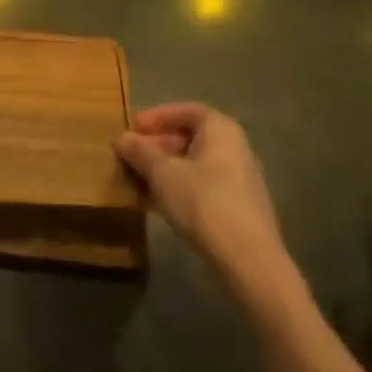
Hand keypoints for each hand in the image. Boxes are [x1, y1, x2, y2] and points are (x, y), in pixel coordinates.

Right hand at [117, 103, 298, 311]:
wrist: (249, 261)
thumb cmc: (203, 203)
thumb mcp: (162, 173)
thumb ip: (140, 151)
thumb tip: (122, 138)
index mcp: (221, 130)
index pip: (187, 111)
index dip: (158, 116)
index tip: (134, 127)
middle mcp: (235, 148)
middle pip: (191, 137)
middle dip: (157, 145)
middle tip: (131, 156)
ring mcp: (240, 179)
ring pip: (194, 164)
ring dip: (165, 169)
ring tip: (137, 181)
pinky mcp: (239, 207)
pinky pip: (202, 186)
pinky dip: (178, 187)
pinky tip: (156, 204)